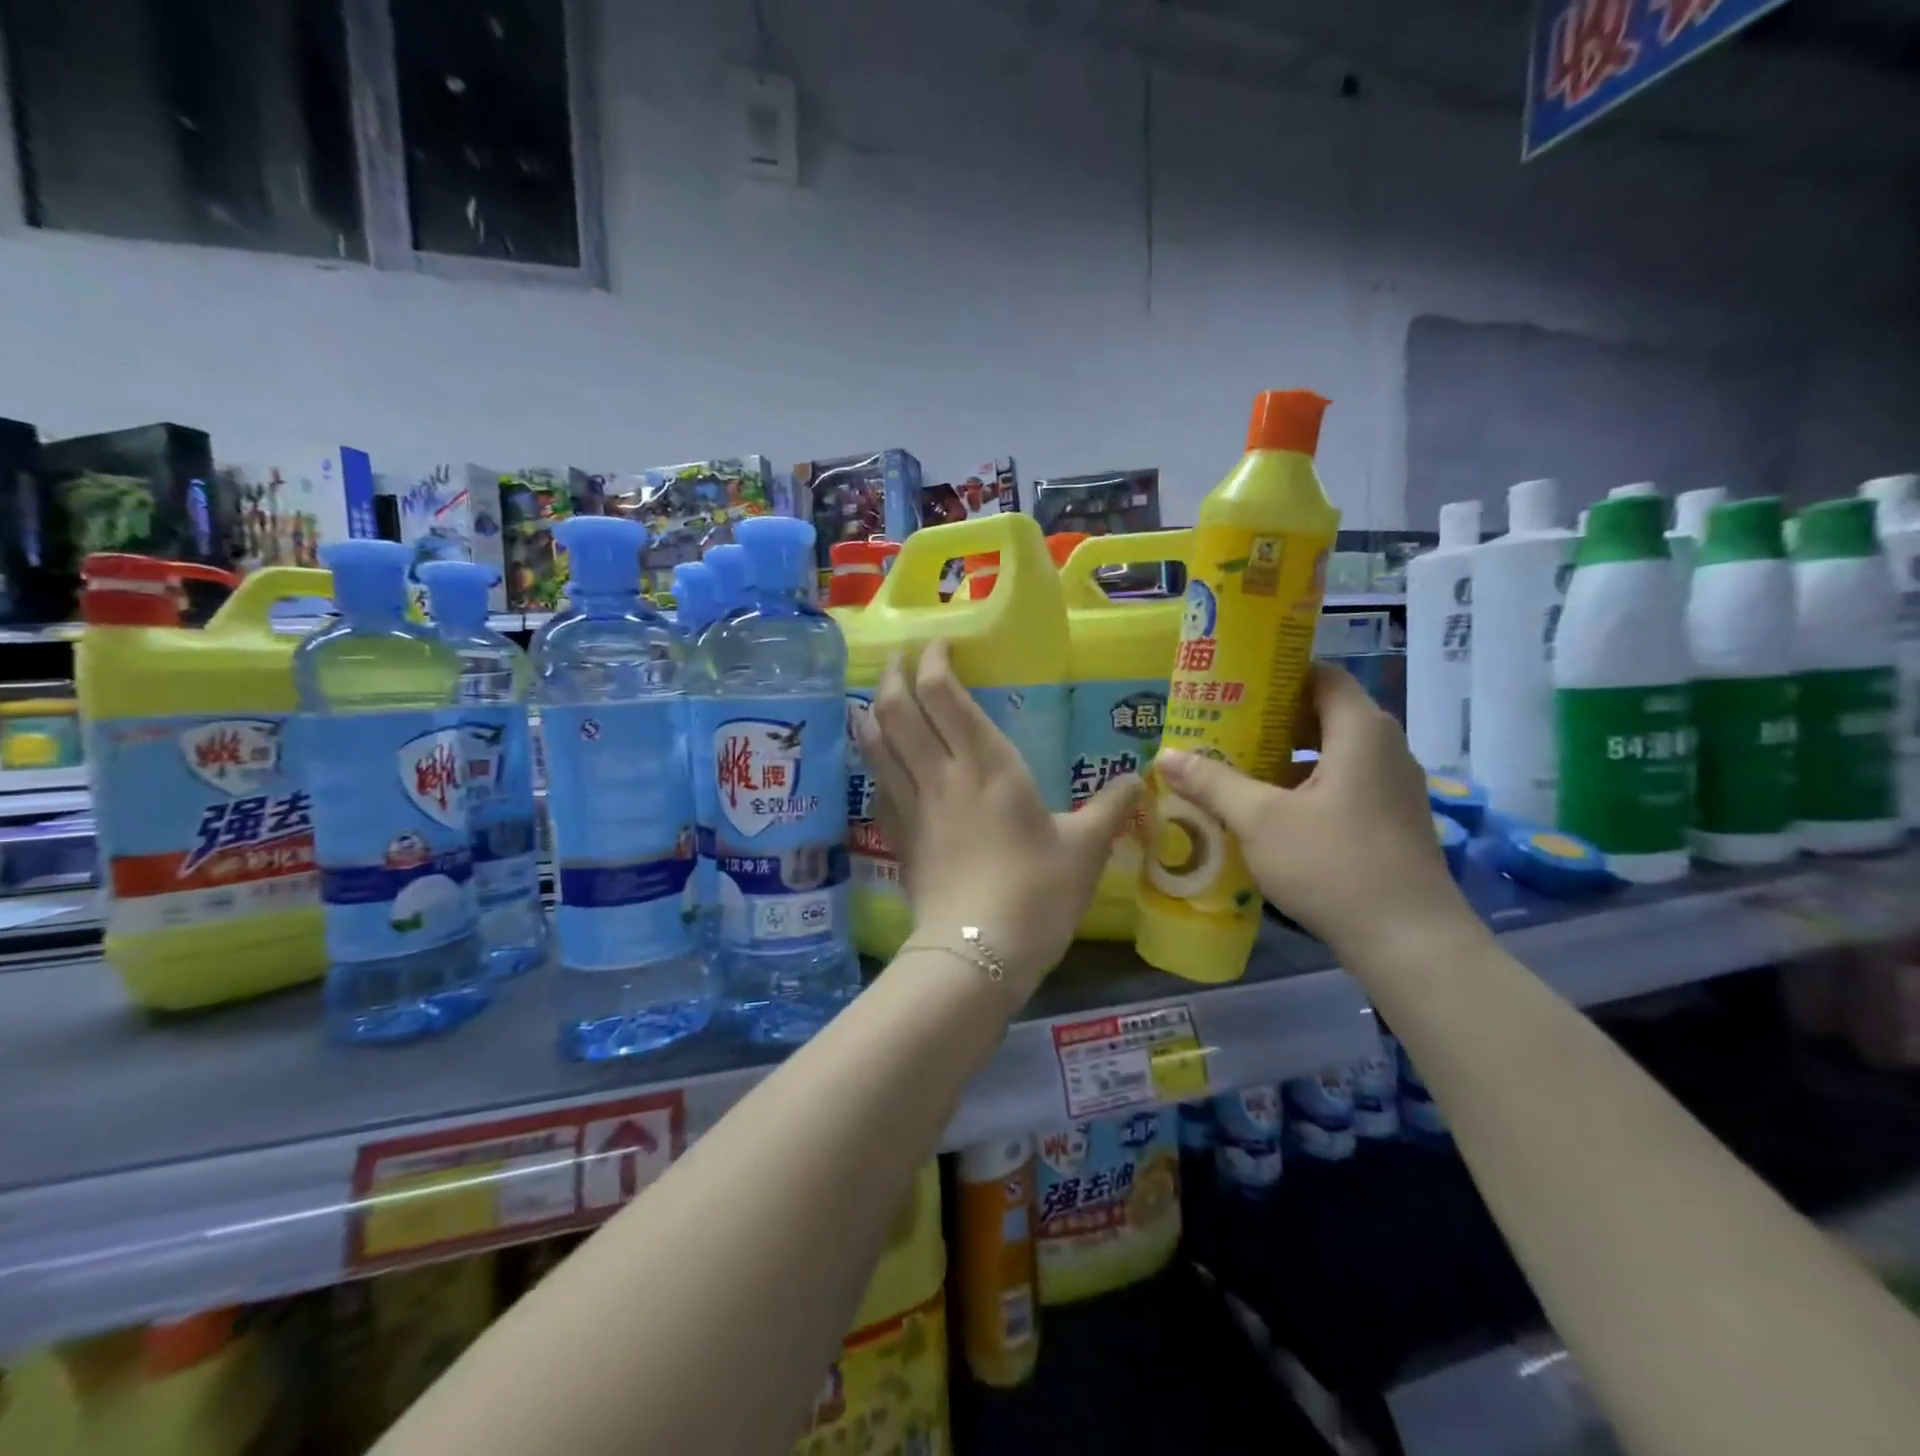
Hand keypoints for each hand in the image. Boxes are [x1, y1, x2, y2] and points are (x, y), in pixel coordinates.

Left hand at [850, 639, 1139, 997]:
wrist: (978, 952)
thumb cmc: (1037, 892)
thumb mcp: (1086, 849)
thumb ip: (1110, 808)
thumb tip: (1138, 781)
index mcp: (987, 765)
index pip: (943, 694)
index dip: (933, 660)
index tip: (940, 645)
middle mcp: (941, 774)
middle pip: (898, 708)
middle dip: (895, 675)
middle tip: (901, 658)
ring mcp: (912, 805)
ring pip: (877, 743)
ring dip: (873, 711)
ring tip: (878, 696)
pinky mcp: (898, 837)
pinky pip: (877, 785)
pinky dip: (873, 761)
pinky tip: (878, 759)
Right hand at [1154, 663, 1479, 967]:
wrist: (1409, 941)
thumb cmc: (1333, 864)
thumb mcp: (1260, 820)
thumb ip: (1212, 782)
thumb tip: (1165, 755)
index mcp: (1360, 732)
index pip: (1321, 675)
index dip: (1278, 673)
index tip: (1233, 682)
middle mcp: (1384, 748)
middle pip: (1323, 713)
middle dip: (1271, 718)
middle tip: (1221, 725)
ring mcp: (1392, 787)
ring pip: (1331, 753)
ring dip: (1284, 755)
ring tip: (1233, 765)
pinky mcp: (1391, 820)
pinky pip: (1342, 783)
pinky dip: (1304, 784)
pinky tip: (1266, 810)